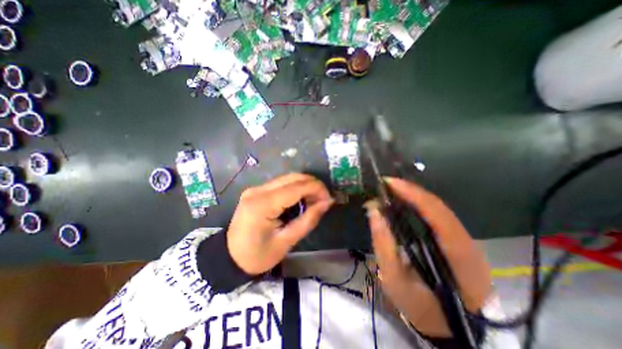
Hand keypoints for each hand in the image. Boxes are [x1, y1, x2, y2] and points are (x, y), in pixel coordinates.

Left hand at [228, 173, 334, 275]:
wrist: (229, 257)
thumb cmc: (257, 256)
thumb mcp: (286, 242)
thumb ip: (308, 220)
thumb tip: (327, 203)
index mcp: (263, 205)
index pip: (296, 187)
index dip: (317, 189)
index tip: (329, 199)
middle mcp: (258, 190)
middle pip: (293, 177)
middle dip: (313, 185)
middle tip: (323, 199)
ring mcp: (256, 188)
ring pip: (288, 178)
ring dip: (305, 185)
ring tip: (314, 200)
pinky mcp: (257, 190)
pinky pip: (281, 183)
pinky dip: (296, 188)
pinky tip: (301, 199)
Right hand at [366, 178, 491, 335]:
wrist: (449, 326)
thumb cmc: (421, 306)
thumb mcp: (395, 280)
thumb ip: (383, 245)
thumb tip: (374, 212)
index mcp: (458, 255)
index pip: (436, 213)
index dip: (412, 193)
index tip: (389, 182)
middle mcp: (467, 242)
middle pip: (438, 205)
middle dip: (410, 190)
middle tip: (386, 184)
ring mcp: (465, 240)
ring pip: (438, 208)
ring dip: (414, 196)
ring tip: (392, 190)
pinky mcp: (457, 240)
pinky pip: (437, 215)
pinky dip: (418, 205)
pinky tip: (404, 203)